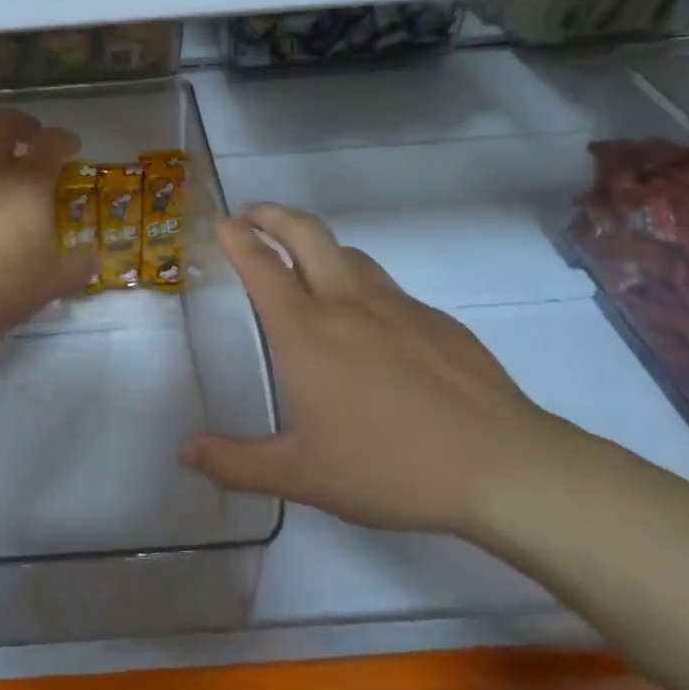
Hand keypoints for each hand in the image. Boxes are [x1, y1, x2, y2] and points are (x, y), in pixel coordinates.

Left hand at [0, 107, 98, 341]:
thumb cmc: (1, 288)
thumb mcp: (51, 283)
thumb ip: (77, 268)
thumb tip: (95, 261)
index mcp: (28, 185)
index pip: (51, 142)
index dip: (64, 139)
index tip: (70, 147)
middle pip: (2, 122)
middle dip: (19, 124)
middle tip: (26, 137)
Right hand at [180, 203, 582, 538]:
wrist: (503, 466)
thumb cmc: (389, 467)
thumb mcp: (300, 476)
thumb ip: (236, 463)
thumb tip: (185, 453)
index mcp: (307, 332)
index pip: (262, 267)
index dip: (238, 239)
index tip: (223, 222)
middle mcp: (348, 304)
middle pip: (307, 234)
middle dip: (274, 215)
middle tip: (254, 214)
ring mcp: (399, 307)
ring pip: (349, 254)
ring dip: (318, 244)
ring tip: (304, 259)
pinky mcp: (438, 322)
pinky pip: (387, 287)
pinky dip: (361, 282)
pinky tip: (369, 321)